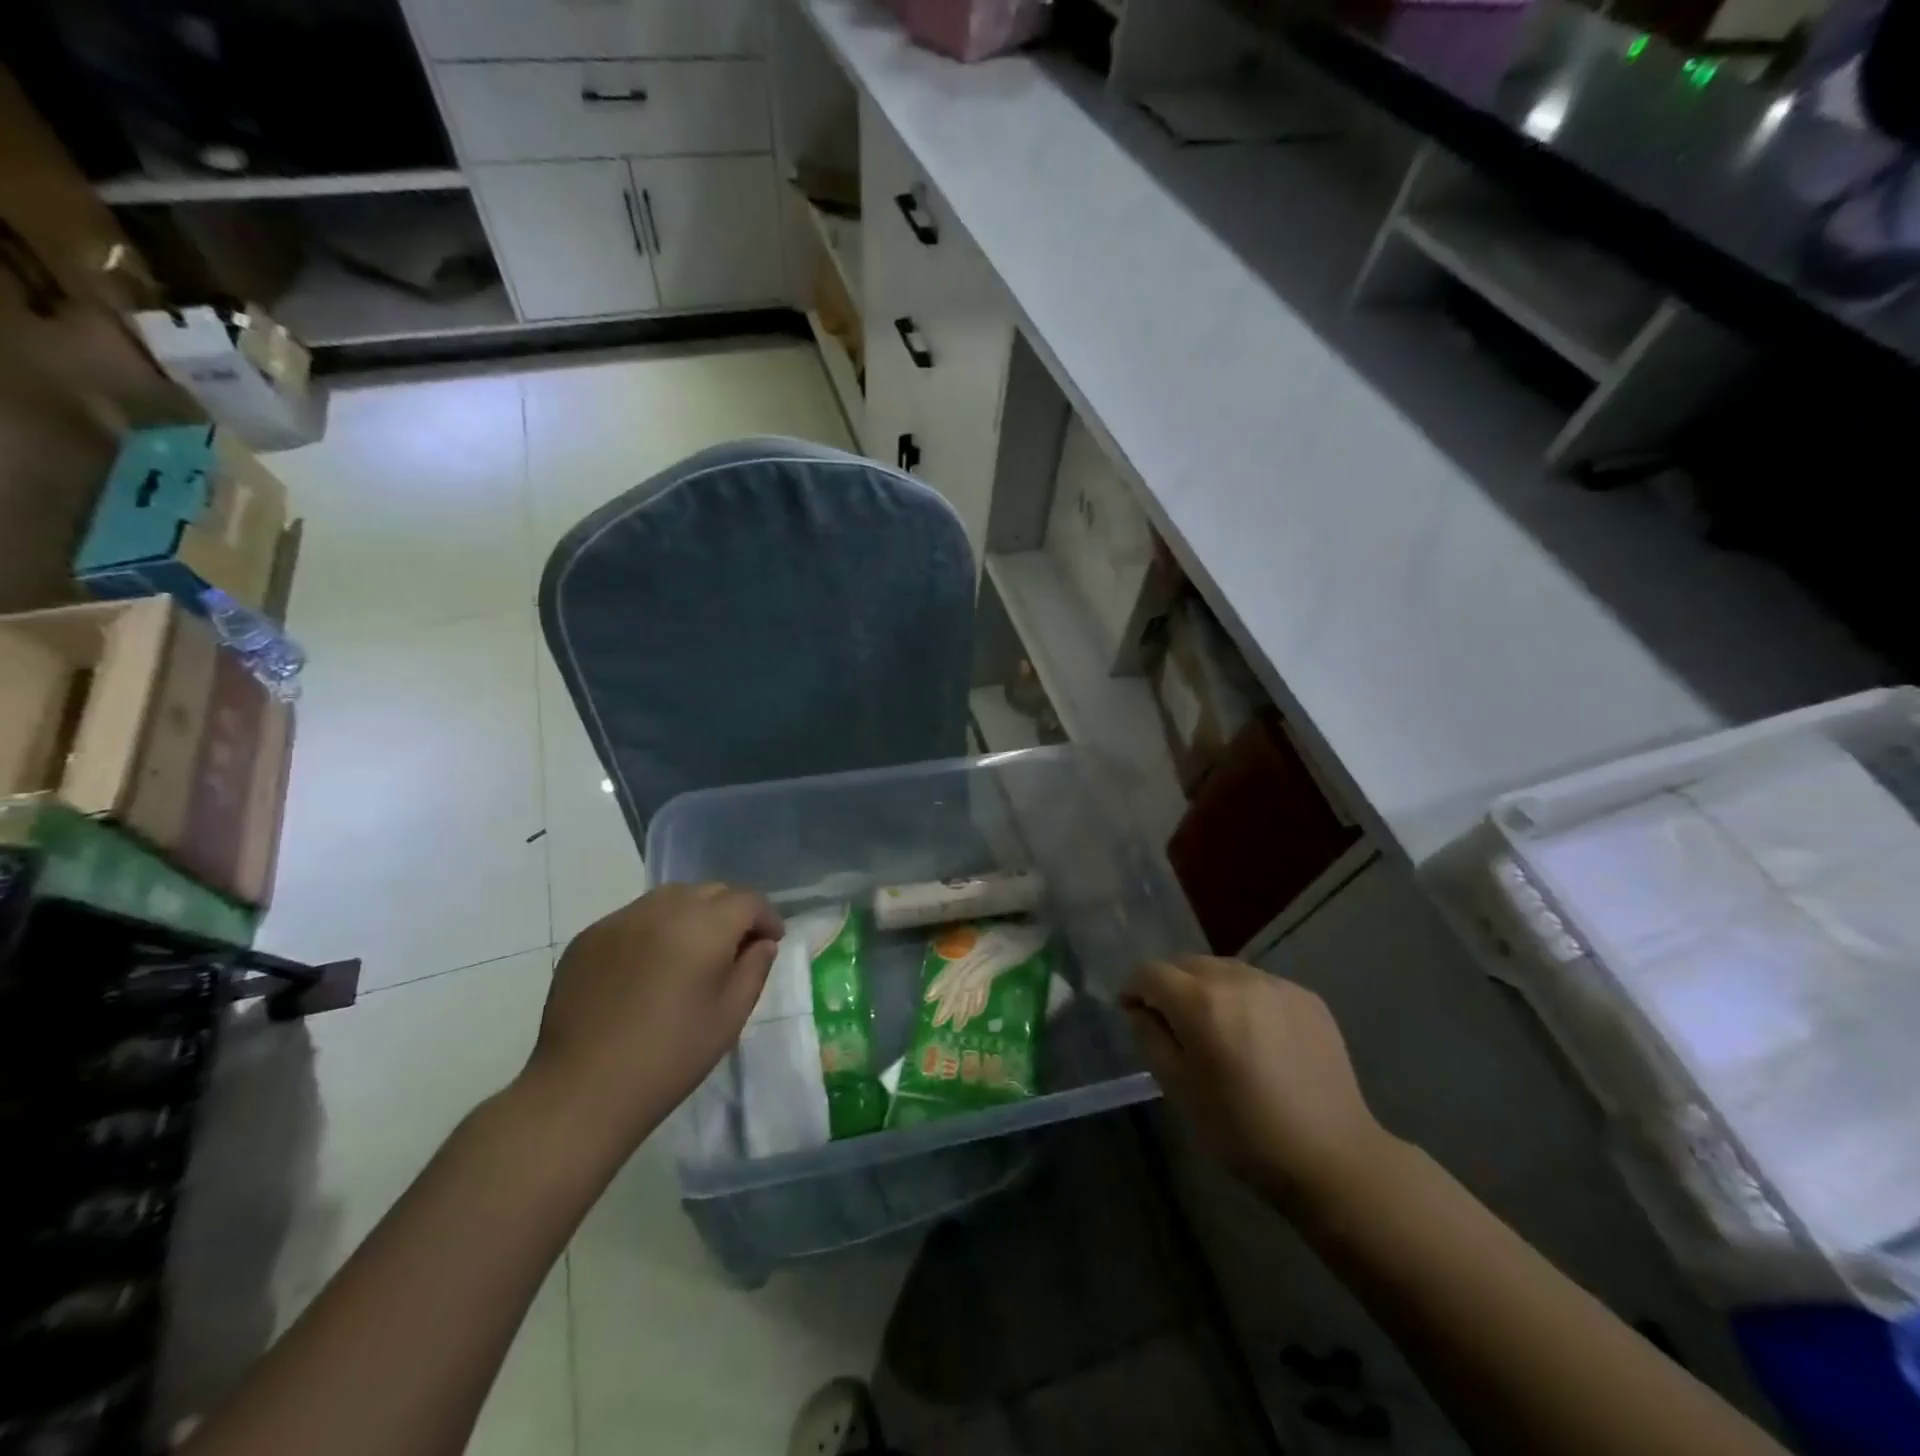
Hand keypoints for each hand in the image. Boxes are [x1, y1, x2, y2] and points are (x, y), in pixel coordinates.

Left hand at [518, 883, 782, 1155]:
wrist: (581, 1090)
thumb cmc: (670, 1057)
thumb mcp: (729, 1017)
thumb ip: (753, 969)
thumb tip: (761, 944)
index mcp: (704, 926)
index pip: (747, 900)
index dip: (766, 917)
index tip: (772, 941)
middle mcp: (663, 909)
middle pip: (710, 891)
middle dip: (731, 911)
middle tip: (736, 947)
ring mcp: (620, 920)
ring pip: (670, 898)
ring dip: (692, 915)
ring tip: (692, 952)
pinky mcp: (588, 937)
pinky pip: (634, 918)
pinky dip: (654, 929)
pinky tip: (649, 967)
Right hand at [1121, 957, 1397, 1213]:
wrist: (1332, 1159)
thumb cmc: (1242, 1132)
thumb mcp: (1178, 1090)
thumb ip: (1150, 1037)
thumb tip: (1141, 1009)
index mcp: (1201, 1002)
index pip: (1151, 972)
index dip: (1134, 989)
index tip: (1132, 1012)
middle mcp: (1238, 979)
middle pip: (1187, 964)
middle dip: (1170, 986)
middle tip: (1173, 1024)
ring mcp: (1277, 984)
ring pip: (1224, 969)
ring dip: (1207, 989)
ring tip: (1216, 1028)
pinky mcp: (1307, 997)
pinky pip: (1259, 984)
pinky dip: (1244, 999)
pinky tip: (1255, 1036)